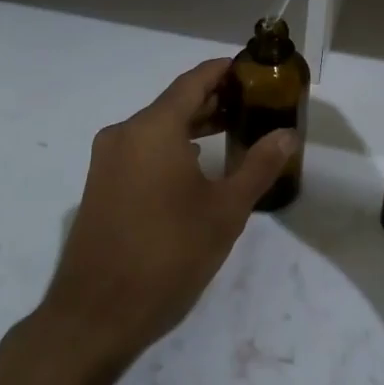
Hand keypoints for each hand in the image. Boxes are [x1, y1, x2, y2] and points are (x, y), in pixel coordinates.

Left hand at [38, 59, 295, 371]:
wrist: (96, 314)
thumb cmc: (169, 255)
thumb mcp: (225, 211)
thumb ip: (259, 166)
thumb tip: (287, 133)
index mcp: (153, 129)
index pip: (194, 81)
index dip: (225, 71)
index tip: (254, 69)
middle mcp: (124, 134)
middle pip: (175, 102)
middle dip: (214, 100)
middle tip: (254, 103)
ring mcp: (107, 160)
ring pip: (157, 128)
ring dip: (193, 125)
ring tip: (232, 131)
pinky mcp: (100, 185)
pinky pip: (141, 150)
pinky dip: (171, 147)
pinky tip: (197, 166)